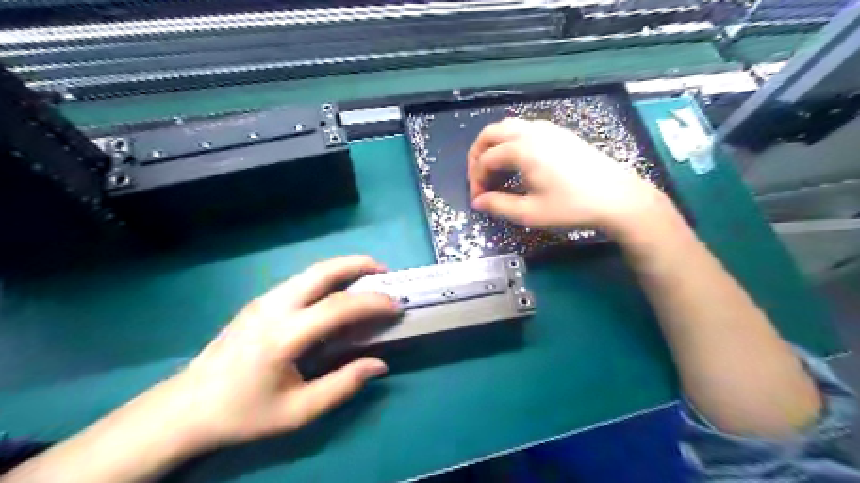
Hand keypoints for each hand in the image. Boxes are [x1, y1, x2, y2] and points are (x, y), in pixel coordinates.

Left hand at [155, 258, 395, 449]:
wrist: (186, 406)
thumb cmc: (244, 412)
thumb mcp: (298, 411)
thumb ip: (342, 386)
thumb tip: (379, 365)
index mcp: (284, 336)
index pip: (338, 307)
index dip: (372, 303)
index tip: (396, 306)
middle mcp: (274, 307)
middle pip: (322, 272)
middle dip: (358, 265)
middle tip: (384, 271)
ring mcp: (264, 300)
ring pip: (311, 271)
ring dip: (343, 267)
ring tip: (368, 275)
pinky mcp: (260, 301)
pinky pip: (301, 280)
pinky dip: (328, 277)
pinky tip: (338, 291)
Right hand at [468, 119, 666, 234]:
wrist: (617, 198)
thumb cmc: (572, 207)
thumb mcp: (531, 213)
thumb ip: (499, 205)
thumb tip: (478, 202)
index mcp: (522, 149)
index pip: (485, 160)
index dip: (476, 181)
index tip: (479, 201)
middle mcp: (532, 132)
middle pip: (491, 134)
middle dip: (477, 155)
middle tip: (478, 178)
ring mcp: (548, 129)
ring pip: (508, 128)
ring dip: (494, 146)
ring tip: (495, 171)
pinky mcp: (560, 133)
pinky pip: (525, 129)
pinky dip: (511, 142)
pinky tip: (518, 163)